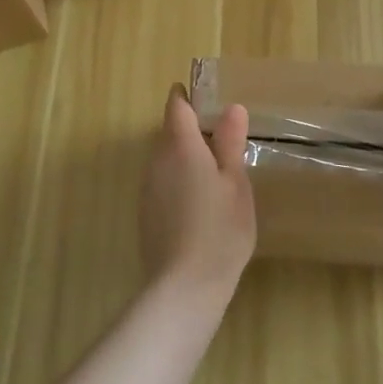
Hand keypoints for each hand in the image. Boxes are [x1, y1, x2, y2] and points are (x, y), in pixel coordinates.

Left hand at [140, 87, 255, 306]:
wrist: (184, 287)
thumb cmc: (219, 229)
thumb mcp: (235, 182)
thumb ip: (230, 143)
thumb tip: (231, 108)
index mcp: (180, 147)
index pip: (177, 107)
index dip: (188, 96)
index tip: (205, 95)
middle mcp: (157, 161)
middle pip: (170, 132)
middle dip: (191, 128)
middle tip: (222, 135)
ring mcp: (148, 188)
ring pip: (166, 158)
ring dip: (186, 156)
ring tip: (216, 170)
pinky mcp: (147, 213)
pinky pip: (163, 182)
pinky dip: (180, 180)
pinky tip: (201, 201)